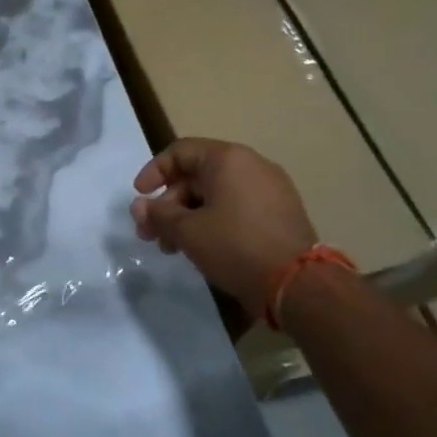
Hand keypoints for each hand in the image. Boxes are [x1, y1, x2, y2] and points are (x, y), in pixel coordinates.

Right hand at [130, 139, 316, 317]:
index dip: (153, 172)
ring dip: (187, 216)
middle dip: (168, 204)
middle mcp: (251, 166)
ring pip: (215, 195)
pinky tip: (201, 248)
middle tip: (150, 234)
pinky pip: (236, 207)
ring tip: (172, 247)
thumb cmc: (235, 246)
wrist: (299, 284)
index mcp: (228, 159)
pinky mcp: (280, 213)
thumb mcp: (188, 231)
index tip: (139, 197)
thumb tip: (138, 206)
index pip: (180, 152)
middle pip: (196, 176)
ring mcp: (270, 189)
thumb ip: (158, 215)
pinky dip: (213, 221)